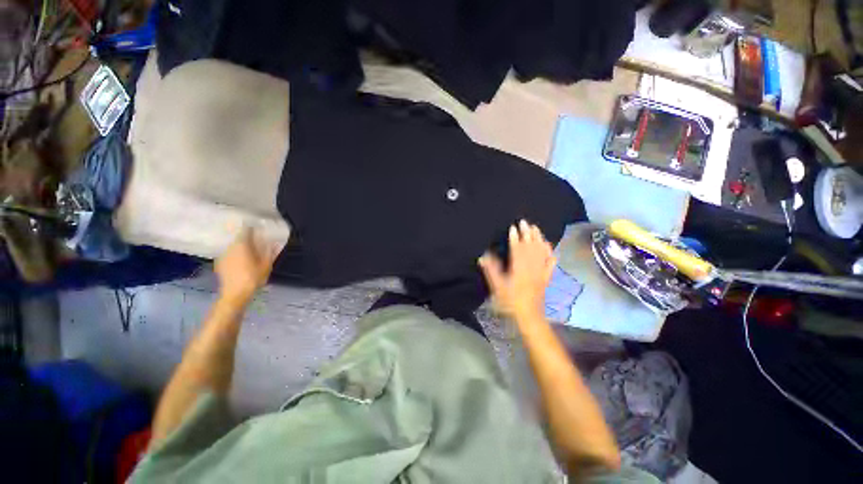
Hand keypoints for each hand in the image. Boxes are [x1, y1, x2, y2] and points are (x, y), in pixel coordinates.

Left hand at [215, 228, 279, 301]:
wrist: (234, 294)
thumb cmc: (253, 278)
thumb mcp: (266, 265)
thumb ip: (269, 252)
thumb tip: (273, 242)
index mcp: (242, 245)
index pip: (246, 230)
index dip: (252, 227)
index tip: (258, 227)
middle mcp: (230, 247)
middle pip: (239, 238)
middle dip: (247, 238)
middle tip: (256, 240)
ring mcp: (223, 255)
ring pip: (233, 246)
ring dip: (240, 246)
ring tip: (249, 250)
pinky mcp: (219, 263)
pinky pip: (229, 254)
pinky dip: (235, 254)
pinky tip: (240, 260)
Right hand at [479, 220, 555, 319]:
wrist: (528, 315)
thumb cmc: (510, 301)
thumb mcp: (497, 286)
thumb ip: (491, 270)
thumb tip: (483, 256)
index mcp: (519, 268)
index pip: (517, 249)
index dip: (515, 237)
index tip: (513, 227)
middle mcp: (531, 267)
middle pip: (530, 247)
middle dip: (527, 233)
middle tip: (525, 222)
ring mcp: (541, 271)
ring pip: (541, 252)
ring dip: (539, 238)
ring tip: (536, 228)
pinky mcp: (546, 277)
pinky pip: (550, 262)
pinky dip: (550, 253)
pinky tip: (549, 246)